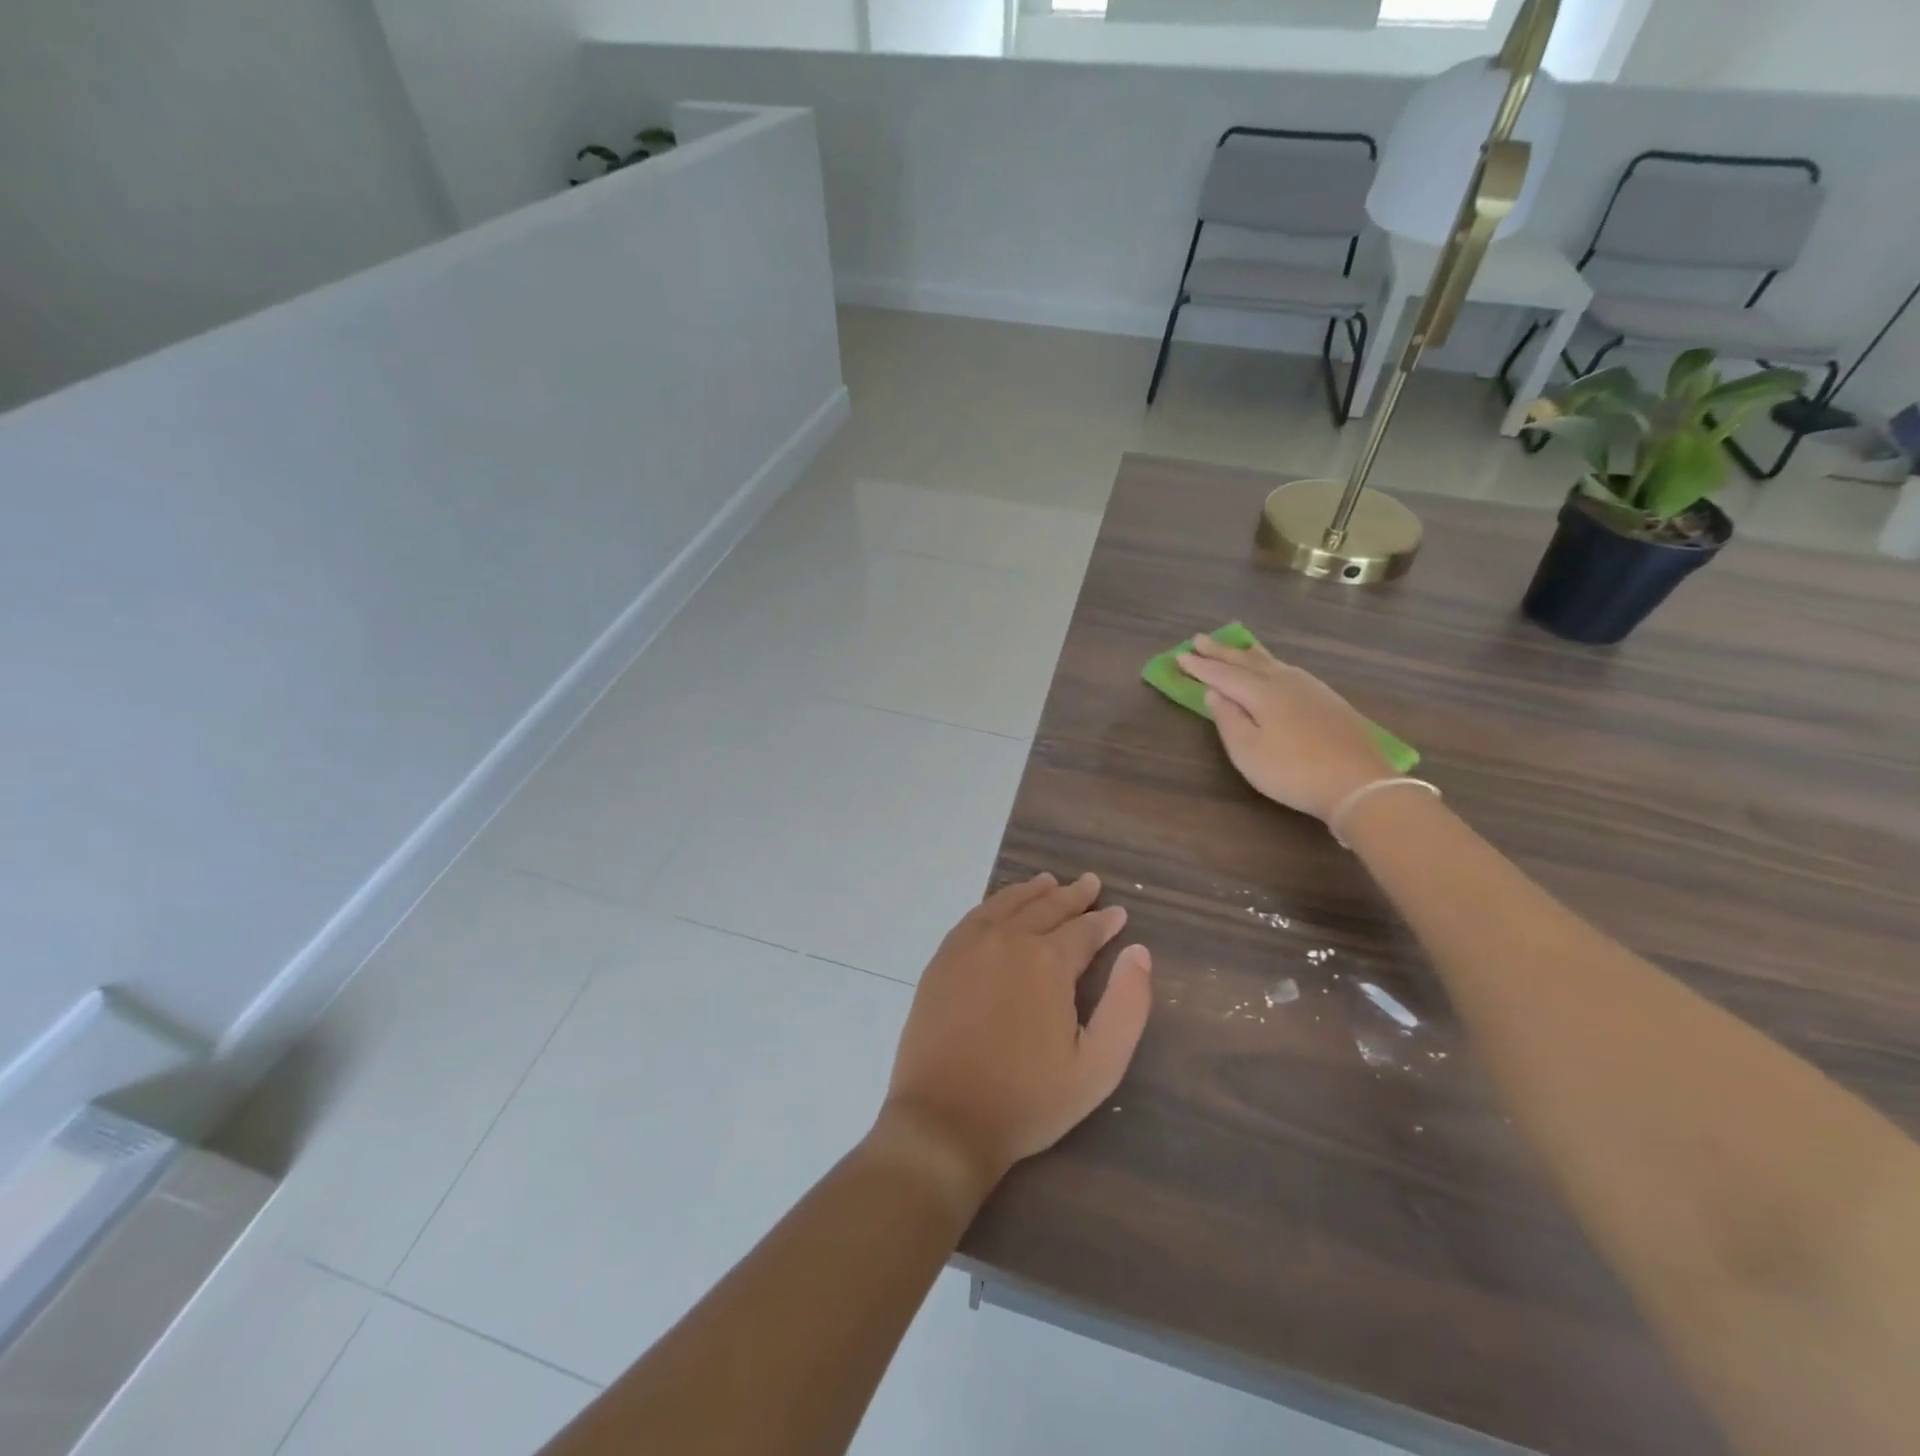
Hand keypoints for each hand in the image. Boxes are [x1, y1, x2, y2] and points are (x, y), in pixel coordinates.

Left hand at [878, 873, 1151, 1201]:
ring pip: (1007, 905)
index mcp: (1047, 962)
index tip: (1118, 913)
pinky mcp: (942, 960)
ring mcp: (968, 947)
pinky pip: (974, 917)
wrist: (944, 1120)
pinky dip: (995, 904)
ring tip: (1049, 882)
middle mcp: (1007, 940)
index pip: (1083, 930)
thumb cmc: (1028, 1099)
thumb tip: (1138, 951)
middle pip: (1046, 908)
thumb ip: (1126, 1005)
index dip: (1104, 921)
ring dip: (1032, 892)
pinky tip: (1000, 906)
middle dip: (1072, 895)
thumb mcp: (1098, 1066)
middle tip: (1089, 883)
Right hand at [1176, 634, 1389, 821]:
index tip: (1179, 656)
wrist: (1359, 783)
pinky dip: (1270, 664)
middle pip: (1247, 661)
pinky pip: (1288, 670)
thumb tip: (1214, 693)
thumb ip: (1228, 719)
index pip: (1223, 675)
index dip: (1200, 666)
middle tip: (1199, 639)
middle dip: (1221, 651)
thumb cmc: (1293, 771)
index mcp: (1262, 693)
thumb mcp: (1248, 752)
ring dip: (1246, 654)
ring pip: (1271, 662)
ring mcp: (1311, 688)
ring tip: (1233, 647)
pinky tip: (1273, 669)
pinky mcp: (1328, 700)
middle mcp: (1285, 681)